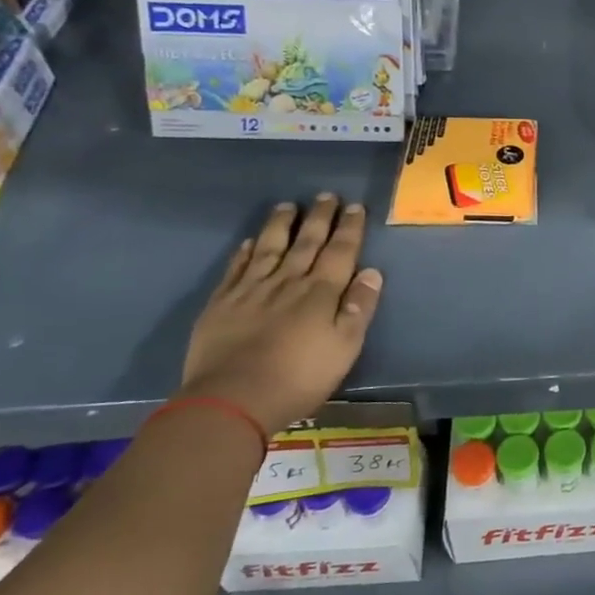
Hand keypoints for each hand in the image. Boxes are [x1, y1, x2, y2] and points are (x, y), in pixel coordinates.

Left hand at [180, 195, 383, 435]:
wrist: (232, 398)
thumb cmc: (299, 377)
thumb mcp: (345, 348)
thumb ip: (358, 308)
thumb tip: (371, 272)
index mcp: (321, 292)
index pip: (340, 251)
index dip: (349, 228)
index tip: (354, 206)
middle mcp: (288, 281)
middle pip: (306, 242)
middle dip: (319, 217)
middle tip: (326, 195)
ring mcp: (251, 290)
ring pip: (269, 247)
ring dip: (281, 225)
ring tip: (288, 205)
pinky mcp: (222, 303)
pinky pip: (236, 268)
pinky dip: (245, 252)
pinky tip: (249, 242)